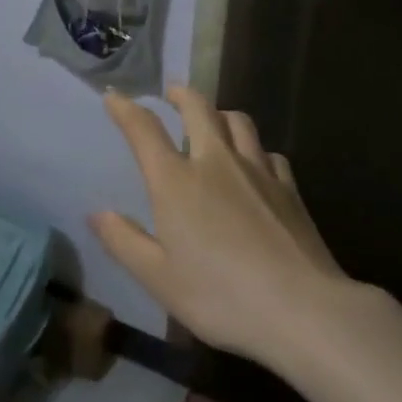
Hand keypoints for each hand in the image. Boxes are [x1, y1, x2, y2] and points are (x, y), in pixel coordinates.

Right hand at [91, 87, 345, 366]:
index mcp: (176, 181)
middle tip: (172, 92)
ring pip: (237, 122)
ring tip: (213, 120)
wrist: (304, 310)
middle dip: (181, 95)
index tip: (114, 97)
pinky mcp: (289, 188)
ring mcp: (257, 171)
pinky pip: (268, 152)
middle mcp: (215, 162)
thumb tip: (97, 214)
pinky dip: (255, 149)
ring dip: (219, 113)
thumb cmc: (221, 296)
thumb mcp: (159, 279)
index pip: (144, 129)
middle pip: (198, 109)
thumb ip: (124, 241)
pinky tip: (256, 164)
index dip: (125, 109)